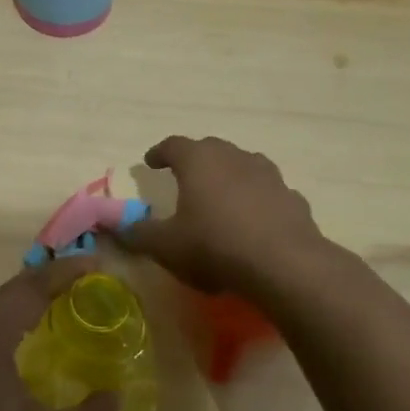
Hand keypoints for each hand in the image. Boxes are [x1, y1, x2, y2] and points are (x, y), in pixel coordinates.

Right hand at [119, 135, 329, 298]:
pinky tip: (254, 220)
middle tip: (184, 177)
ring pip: (243, 164)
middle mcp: (233, 157)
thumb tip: (117, 227)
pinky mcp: (293, 197)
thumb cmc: (214, 245)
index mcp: (197, 161)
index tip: (150, 163)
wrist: (285, 265)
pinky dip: (257, 199)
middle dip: (195, 160)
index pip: (172, 145)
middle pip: (209, 148)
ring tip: (220, 195)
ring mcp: (267, 175)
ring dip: (229, 175)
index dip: (159, 153)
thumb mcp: (166, 245)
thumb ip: (138, 233)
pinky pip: (268, 191)